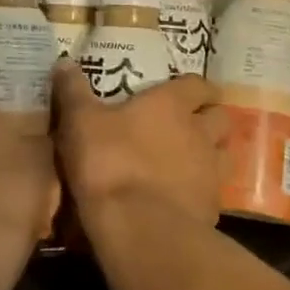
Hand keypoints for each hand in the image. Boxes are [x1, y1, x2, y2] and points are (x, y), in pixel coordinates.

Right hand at [51, 63, 227, 244]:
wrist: (138, 229)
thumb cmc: (109, 162)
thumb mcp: (80, 121)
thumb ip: (73, 90)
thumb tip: (64, 61)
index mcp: (172, 105)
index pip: (198, 85)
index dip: (195, 87)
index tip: (185, 91)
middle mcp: (200, 133)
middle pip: (221, 118)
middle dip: (209, 118)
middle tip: (189, 124)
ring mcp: (211, 173)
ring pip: (225, 155)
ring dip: (212, 154)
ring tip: (190, 161)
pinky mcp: (211, 209)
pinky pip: (213, 193)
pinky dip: (202, 191)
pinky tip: (182, 198)